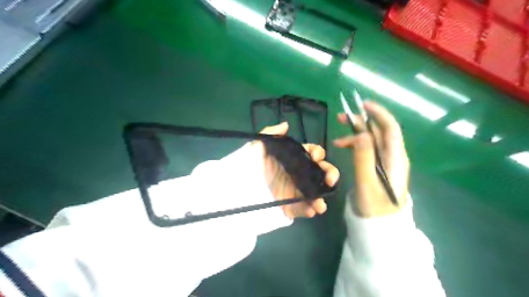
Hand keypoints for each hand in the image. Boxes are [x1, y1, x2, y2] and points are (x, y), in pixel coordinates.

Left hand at [252, 122, 337, 218]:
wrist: (239, 190)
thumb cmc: (248, 165)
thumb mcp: (256, 146)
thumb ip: (270, 134)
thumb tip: (285, 125)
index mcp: (292, 158)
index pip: (311, 152)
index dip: (317, 152)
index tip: (315, 156)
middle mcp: (297, 173)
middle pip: (319, 172)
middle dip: (329, 174)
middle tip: (330, 180)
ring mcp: (295, 190)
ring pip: (315, 192)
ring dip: (322, 197)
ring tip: (320, 204)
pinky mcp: (290, 205)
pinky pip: (302, 208)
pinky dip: (309, 210)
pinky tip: (311, 211)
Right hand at [334, 101, 408, 215]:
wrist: (380, 226)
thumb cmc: (375, 207)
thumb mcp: (367, 183)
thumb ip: (365, 158)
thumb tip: (361, 133)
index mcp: (395, 158)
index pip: (390, 128)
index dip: (378, 113)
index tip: (362, 104)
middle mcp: (393, 156)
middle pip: (379, 131)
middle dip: (361, 121)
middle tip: (341, 118)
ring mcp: (385, 161)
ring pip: (371, 140)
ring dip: (355, 135)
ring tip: (337, 140)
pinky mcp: (378, 166)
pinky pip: (367, 149)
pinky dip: (355, 145)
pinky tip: (342, 147)